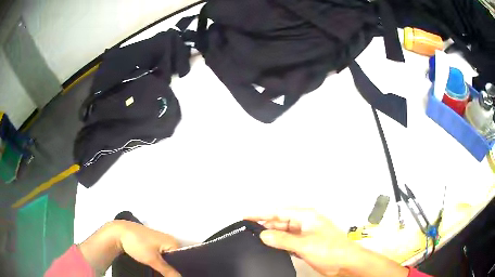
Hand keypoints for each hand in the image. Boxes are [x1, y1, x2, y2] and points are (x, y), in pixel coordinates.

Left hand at [116, 220, 180, 275]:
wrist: (118, 233)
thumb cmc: (137, 243)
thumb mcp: (152, 259)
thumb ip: (168, 271)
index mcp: (173, 242)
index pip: (185, 259)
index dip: (183, 269)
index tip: (180, 276)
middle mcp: (169, 241)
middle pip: (177, 259)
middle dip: (175, 269)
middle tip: (171, 276)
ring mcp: (161, 242)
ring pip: (169, 258)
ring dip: (167, 267)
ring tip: (167, 275)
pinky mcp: (153, 244)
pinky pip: (162, 256)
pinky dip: (161, 263)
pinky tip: (160, 270)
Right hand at [246, 208, 361, 275]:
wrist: (344, 262)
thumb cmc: (333, 249)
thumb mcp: (305, 244)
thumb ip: (283, 240)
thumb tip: (265, 235)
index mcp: (307, 216)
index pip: (279, 212)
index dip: (262, 214)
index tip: (247, 216)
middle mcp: (305, 223)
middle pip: (280, 221)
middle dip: (266, 226)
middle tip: (250, 231)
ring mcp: (305, 234)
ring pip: (283, 232)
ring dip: (272, 236)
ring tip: (257, 239)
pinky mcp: (305, 244)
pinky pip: (287, 241)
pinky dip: (279, 243)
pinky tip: (271, 247)